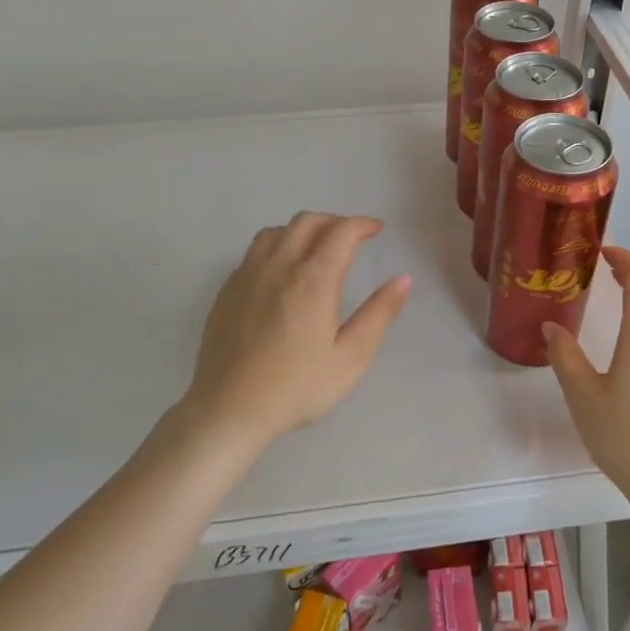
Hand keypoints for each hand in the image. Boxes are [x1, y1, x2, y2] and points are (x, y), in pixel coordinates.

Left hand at [180, 212, 409, 447]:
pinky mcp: (227, 292)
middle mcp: (278, 266)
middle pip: (306, 222)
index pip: (341, 232)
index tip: (377, 229)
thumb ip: (379, 314)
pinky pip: (253, 253)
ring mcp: (247, 277)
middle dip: (334, 221)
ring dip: (301, 230)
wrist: (229, 409)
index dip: (362, 224)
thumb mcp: (351, 357)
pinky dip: (275, 247)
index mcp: (313, 279)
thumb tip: (402, 279)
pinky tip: (280, 272)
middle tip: (352, 236)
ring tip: (316, 247)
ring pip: (275, 232)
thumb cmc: (297, 387)